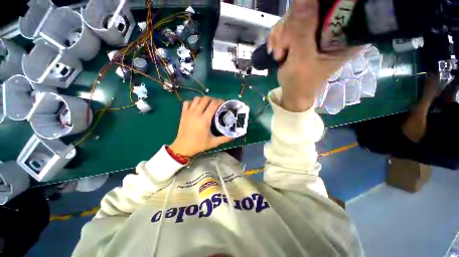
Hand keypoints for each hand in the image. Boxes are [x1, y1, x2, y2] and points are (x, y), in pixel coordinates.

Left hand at [169, 97, 232, 156]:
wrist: (183, 147)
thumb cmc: (199, 145)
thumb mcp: (213, 142)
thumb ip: (225, 139)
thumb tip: (234, 136)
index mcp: (205, 120)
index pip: (213, 105)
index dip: (220, 101)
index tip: (224, 102)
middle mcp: (196, 113)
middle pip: (205, 99)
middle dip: (213, 99)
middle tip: (217, 104)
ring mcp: (189, 112)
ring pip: (196, 99)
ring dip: (203, 99)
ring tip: (208, 104)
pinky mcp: (183, 114)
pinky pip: (187, 102)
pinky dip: (193, 102)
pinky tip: (196, 106)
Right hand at [267, 0, 359, 111]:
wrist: (291, 93)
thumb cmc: (299, 83)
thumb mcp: (301, 59)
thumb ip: (302, 30)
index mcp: (345, 35)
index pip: (334, 6)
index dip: (312, 10)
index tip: (295, 28)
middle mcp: (334, 28)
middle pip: (311, 7)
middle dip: (290, 28)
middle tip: (282, 50)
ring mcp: (317, 30)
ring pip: (296, 15)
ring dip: (281, 35)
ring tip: (278, 55)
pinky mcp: (305, 34)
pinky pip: (288, 24)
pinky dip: (278, 37)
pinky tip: (275, 50)